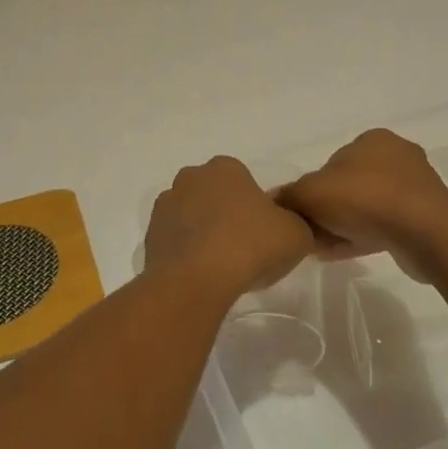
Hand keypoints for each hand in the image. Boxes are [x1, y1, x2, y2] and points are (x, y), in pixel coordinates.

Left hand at [145, 156, 316, 296]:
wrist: (196, 281)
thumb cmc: (250, 246)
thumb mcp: (296, 234)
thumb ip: (297, 223)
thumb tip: (288, 225)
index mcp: (225, 168)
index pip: (244, 181)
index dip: (255, 206)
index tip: (263, 232)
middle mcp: (191, 177)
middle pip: (215, 195)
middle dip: (226, 215)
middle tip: (244, 248)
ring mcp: (166, 205)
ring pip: (192, 216)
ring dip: (204, 233)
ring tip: (221, 266)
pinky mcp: (150, 235)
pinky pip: (176, 240)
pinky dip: (187, 253)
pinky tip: (201, 275)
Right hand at [277, 129, 447, 268]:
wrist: (426, 235)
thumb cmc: (365, 199)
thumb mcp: (311, 193)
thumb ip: (289, 195)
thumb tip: (273, 200)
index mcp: (373, 139)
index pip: (332, 163)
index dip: (312, 190)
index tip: (302, 214)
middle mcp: (396, 157)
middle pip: (348, 186)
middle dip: (327, 211)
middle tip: (309, 234)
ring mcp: (414, 189)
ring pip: (366, 208)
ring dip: (342, 227)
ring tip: (321, 250)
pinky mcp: (424, 219)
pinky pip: (384, 226)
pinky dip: (361, 237)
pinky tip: (339, 255)